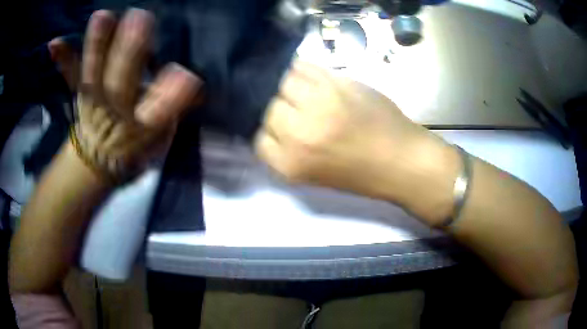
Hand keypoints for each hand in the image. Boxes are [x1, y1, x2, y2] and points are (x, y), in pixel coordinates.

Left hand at [54, 9, 201, 180]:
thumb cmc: (132, 149)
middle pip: (121, 85)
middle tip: (141, 20)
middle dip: (130, 54)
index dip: (171, 96)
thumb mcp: (158, 141)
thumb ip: (171, 113)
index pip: (159, 112)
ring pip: (95, 74)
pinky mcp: (82, 92)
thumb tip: (192, 86)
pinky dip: (63, 59)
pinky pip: (71, 75)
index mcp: (138, 129)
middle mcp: (113, 113)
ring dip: (97, 47)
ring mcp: (93, 101)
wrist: (96, 162)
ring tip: (102, 18)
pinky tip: (54, 43)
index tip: (185, 76)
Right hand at [255, 60, 456, 218]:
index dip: (263, 128)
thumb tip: (269, 123)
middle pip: (264, 105)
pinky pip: (305, 67)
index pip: (256, 137)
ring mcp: (319, 103)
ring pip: (281, 80)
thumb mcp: (312, 175)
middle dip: (270, 104)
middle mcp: (299, 132)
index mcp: (290, 163)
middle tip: (282, 103)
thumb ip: (286, 151)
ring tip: (294, 86)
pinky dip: (300, 69)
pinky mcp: (338, 82)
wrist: (402, 160)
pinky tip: (305, 74)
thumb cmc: (360, 175)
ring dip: (283, 82)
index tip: (271, 124)